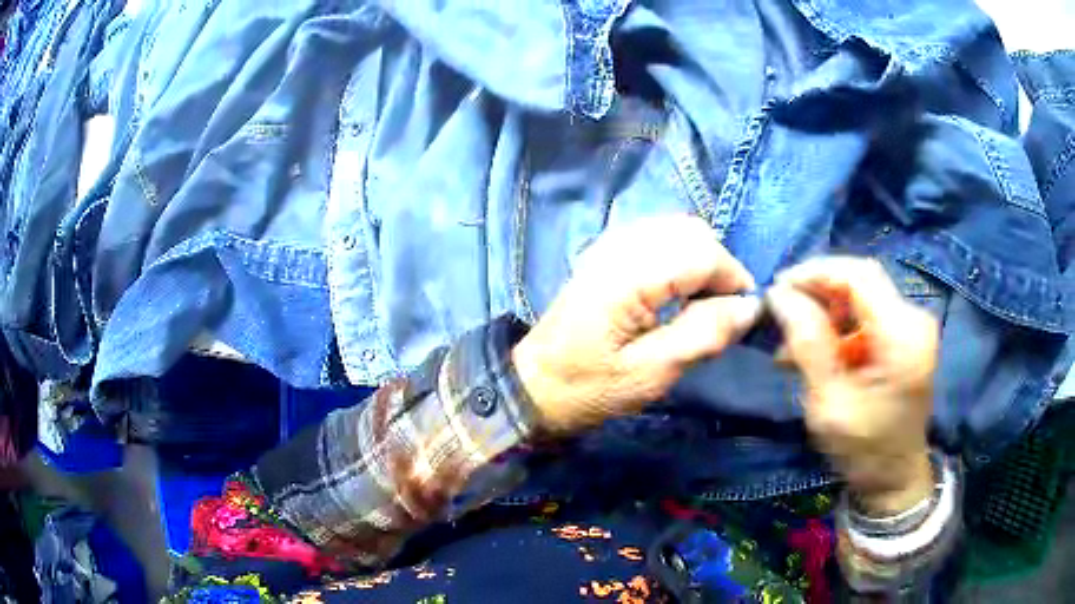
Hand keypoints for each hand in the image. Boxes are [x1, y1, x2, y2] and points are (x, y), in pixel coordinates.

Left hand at [512, 215, 761, 434]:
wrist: (532, 385)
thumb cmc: (589, 388)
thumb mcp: (652, 374)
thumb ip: (703, 335)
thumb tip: (749, 307)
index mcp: (630, 274)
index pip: (704, 252)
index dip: (733, 279)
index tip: (740, 315)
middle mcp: (621, 245)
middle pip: (693, 231)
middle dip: (717, 267)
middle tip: (717, 311)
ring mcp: (610, 244)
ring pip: (677, 229)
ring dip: (699, 260)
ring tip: (697, 303)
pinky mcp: (605, 252)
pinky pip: (657, 236)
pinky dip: (677, 256)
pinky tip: (673, 291)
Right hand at [766, 257, 938, 514]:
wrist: (895, 477)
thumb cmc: (863, 450)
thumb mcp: (828, 403)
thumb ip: (808, 344)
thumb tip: (779, 294)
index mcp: (902, 336)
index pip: (858, 276)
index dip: (815, 272)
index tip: (777, 287)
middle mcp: (914, 319)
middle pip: (861, 279)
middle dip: (818, 290)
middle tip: (781, 312)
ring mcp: (912, 325)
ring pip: (861, 294)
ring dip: (825, 310)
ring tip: (792, 342)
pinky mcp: (906, 335)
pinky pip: (867, 314)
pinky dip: (838, 325)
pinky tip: (816, 349)